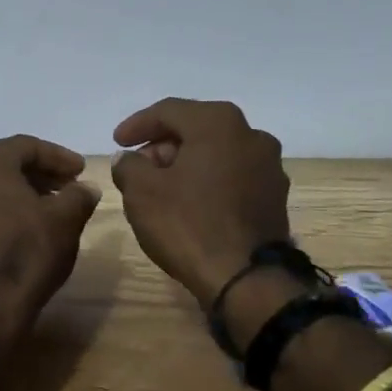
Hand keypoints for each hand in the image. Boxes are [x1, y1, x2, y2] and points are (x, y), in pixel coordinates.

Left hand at [0, 135, 100, 316]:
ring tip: (50, 209)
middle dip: (40, 174)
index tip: (81, 171)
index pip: (27, 146)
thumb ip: (79, 195)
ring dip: (21, 194)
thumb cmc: (28, 251)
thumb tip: (86, 189)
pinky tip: (24, 231)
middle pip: (6, 165)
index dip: (59, 157)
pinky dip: (3, 214)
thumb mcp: (66, 218)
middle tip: (68, 186)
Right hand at [111, 98, 290, 307]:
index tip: (116, 142)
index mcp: (219, 122)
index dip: (137, 124)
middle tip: (138, 166)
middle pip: (196, 129)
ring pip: (217, 153)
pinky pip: (233, 176)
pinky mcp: (275, 196)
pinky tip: (189, 202)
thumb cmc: (188, 224)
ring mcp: (269, 166)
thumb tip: (129, 159)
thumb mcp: (141, 191)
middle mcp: (251, 134)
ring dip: (186, 164)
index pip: (168, 111)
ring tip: (160, 186)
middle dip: (163, 145)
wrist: (246, 279)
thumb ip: (129, 165)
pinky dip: (208, 181)